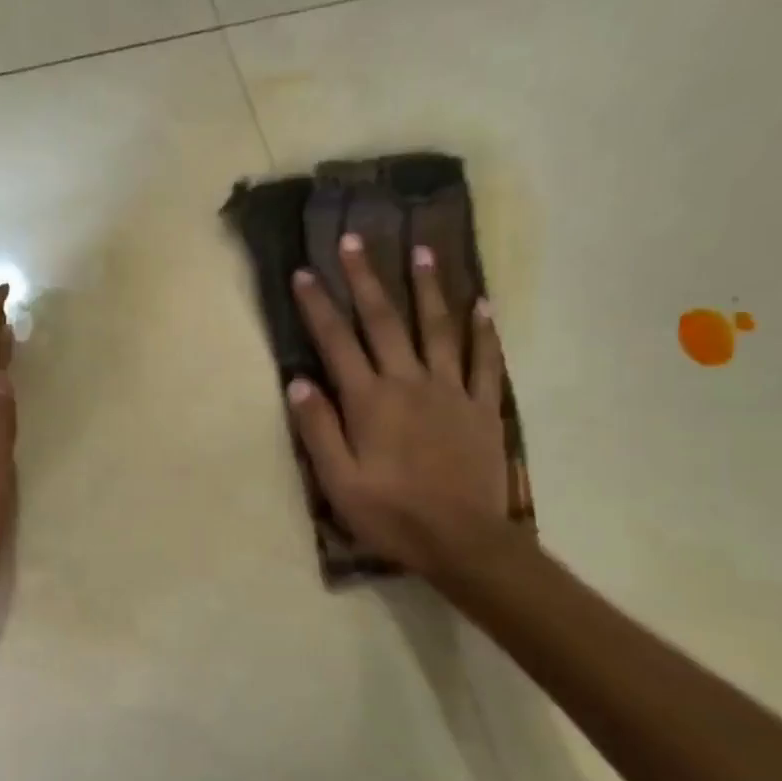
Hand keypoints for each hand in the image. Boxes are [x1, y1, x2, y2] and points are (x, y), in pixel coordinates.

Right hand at [287, 237, 510, 577]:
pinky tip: (482, 304)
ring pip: (437, 328)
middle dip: (366, 279)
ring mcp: (450, 391)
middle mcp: (409, 383)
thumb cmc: (391, 514)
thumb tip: (298, 382)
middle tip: (354, 240)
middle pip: (384, 322)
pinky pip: (484, 360)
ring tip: (421, 251)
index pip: (337, 343)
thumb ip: (318, 428)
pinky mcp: (481, 408)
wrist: (462, 540)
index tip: (305, 272)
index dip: (319, 306)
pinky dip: (483, 331)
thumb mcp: (338, 480)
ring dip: (426, 288)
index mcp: (370, 401)